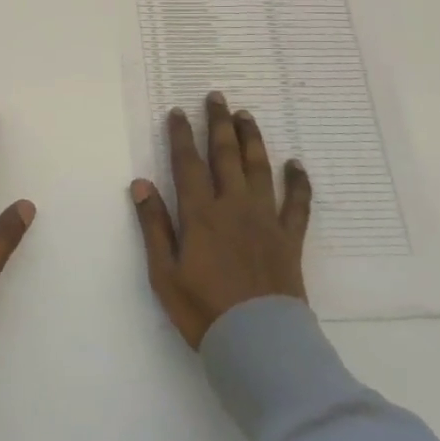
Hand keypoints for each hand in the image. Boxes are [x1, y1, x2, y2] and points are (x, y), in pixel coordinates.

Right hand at [131, 91, 310, 349]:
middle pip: (226, 156)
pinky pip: (297, 204)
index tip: (178, 112)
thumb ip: (154, 226)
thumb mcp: (164, 272)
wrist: (259, 343)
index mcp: (200, 214)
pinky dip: (298, 182)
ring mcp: (265, 220)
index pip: (188, 164)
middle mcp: (234, 207)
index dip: (182, 135)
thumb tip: (141, 184)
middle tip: (217, 97)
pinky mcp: (289, 239)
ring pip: (259, 169)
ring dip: (252, 139)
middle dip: (219, 124)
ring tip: (246, 116)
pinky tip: (296, 165)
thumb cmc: (203, 310)